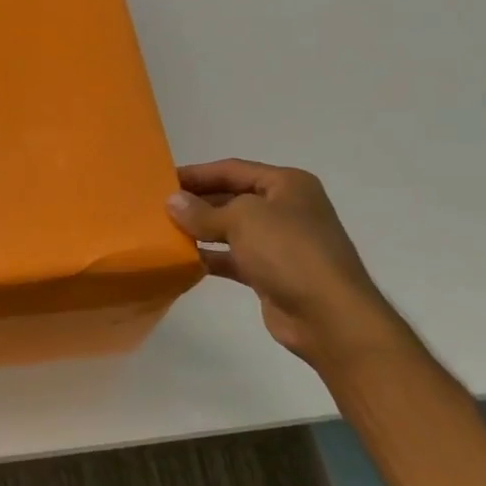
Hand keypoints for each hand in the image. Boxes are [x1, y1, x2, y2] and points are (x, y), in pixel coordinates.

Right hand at [166, 159, 405, 365]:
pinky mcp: (271, 274)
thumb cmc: (289, 252)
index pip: (232, 169)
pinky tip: (183, 260)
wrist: (328, 316)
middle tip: (157, 208)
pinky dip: (211, 257)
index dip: (197, 173)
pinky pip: (234, 258)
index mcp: (286, 184)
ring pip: (231, 229)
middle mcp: (285, 208)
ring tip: (163, 232)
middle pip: (231, 197)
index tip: (160, 181)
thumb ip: (203, 211)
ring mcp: (280, 243)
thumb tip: (172, 202)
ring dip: (200, 230)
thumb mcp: (242, 220)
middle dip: (196, 202)